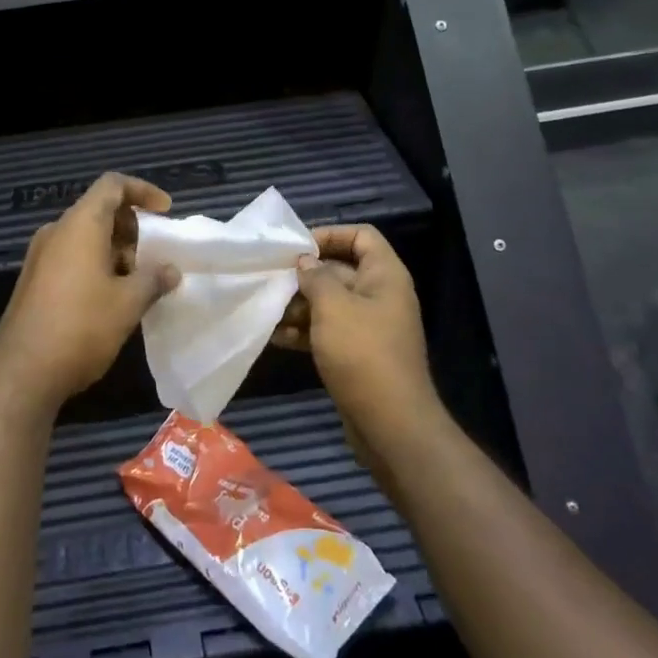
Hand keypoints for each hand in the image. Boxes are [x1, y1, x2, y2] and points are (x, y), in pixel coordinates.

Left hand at [0, 173, 180, 412]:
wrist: (22, 371)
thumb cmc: (81, 326)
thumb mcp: (128, 303)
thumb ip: (154, 279)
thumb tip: (171, 270)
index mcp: (80, 225)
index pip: (112, 185)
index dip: (143, 191)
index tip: (166, 212)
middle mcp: (57, 232)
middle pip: (99, 210)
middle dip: (132, 227)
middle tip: (154, 256)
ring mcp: (41, 257)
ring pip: (86, 237)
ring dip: (116, 251)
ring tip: (138, 282)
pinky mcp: (35, 281)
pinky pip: (72, 258)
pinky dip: (97, 266)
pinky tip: (113, 299)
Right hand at [271, 224, 442, 449]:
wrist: (390, 423)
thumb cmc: (362, 353)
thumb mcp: (333, 306)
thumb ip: (316, 277)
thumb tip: (305, 261)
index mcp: (384, 276)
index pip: (362, 236)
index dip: (331, 234)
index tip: (298, 247)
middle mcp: (379, 296)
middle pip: (340, 270)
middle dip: (305, 275)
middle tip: (270, 279)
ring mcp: (369, 327)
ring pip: (329, 303)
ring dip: (299, 305)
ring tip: (267, 310)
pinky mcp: (356, 354)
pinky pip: (328, 331)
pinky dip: (304, 331)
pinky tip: (276, 337)